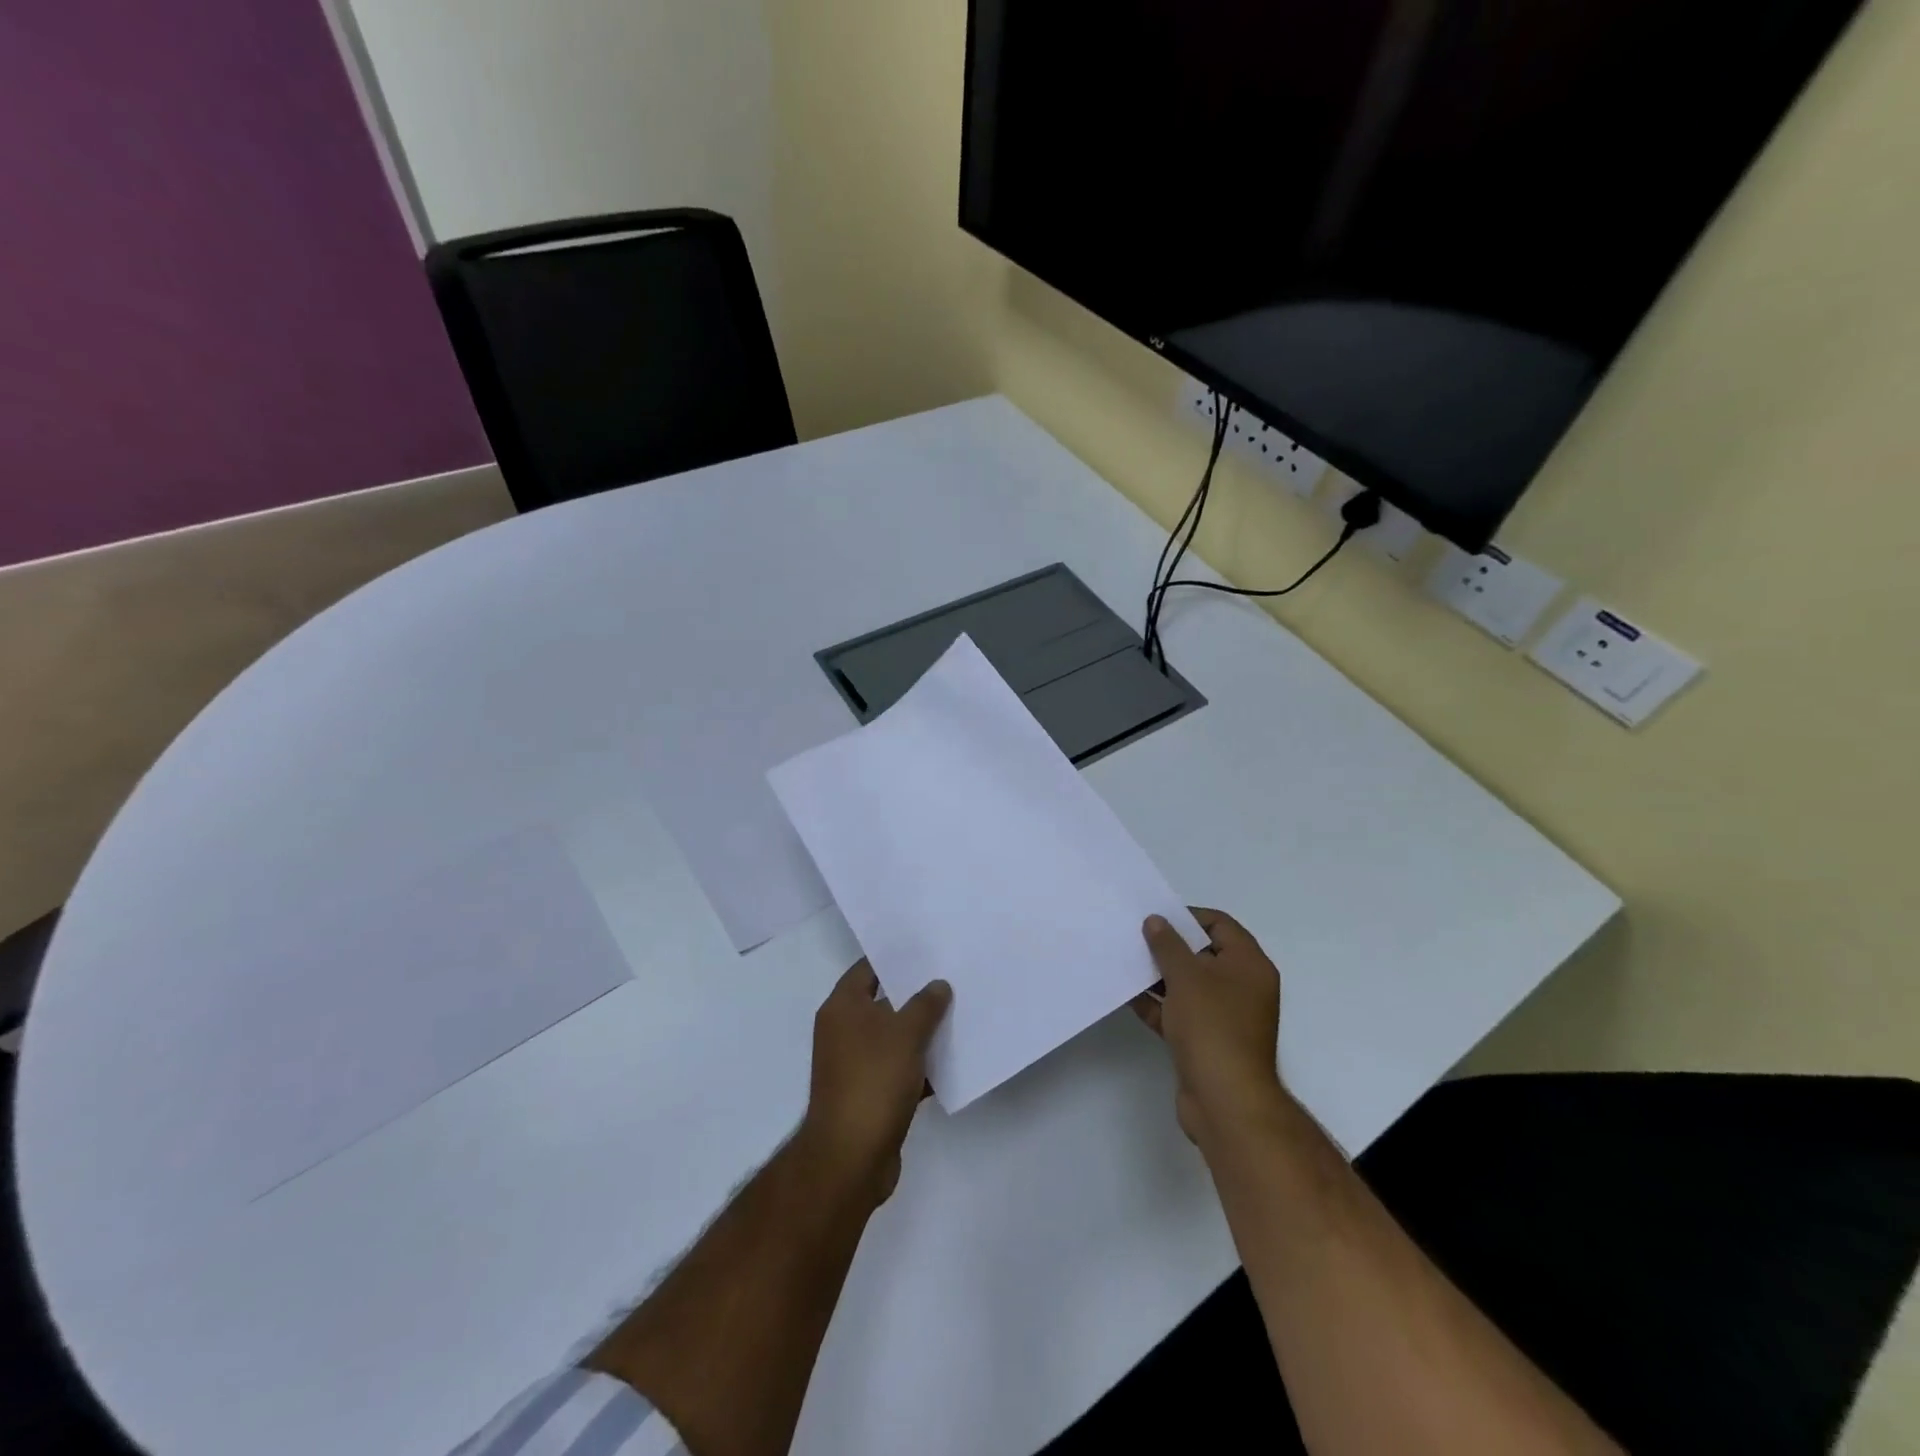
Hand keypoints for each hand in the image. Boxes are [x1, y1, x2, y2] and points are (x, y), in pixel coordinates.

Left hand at [799, 959, 951, 1206]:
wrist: (851, 1157)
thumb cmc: (873, 1080)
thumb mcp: (905, 1034)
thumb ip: (925, 1005)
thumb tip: (938, 985)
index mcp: (843, 1008)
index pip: (868, 968)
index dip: (895, 957)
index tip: (927, 949)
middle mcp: (844, 1031)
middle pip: (883, 1002)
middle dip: (916, 994)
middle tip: (952, 978)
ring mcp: (856, 1064)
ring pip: (894, 1037)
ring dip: (922, 1032)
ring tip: (961, 1014)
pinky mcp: (870, 1094)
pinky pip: (900, 1069)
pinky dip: (921, 1065)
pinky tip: (953, 1060)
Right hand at [1132, 909, 1285, 1146]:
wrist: (1225, 1101)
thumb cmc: (1212, 1027)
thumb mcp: (1186, 977)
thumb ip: (1168, 945)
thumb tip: (1156, 920)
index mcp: (1249, 966)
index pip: (1220, 925)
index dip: (1188, 917)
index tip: (1156, 917)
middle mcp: (1242, 988)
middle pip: (1203, 955)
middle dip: (1169, 946)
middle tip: (1135, 937)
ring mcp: (1225, 1017)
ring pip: (1189, 985)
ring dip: (1160, 975)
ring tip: (1126, 962)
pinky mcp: (1206, 1042)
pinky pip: (1180, 1013)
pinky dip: (1158, 1004)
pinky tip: (1129, 995)